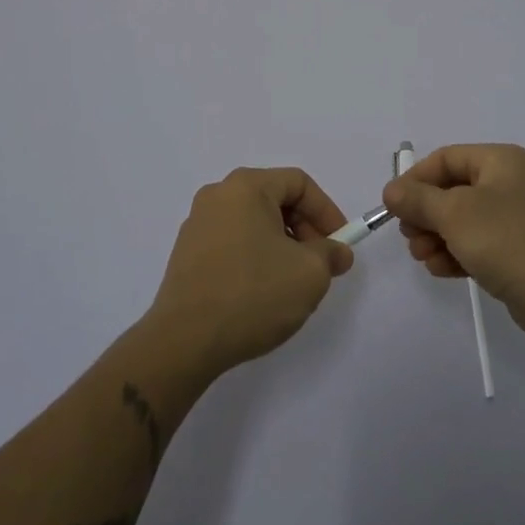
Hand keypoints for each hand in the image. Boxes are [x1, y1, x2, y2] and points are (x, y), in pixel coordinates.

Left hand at [146, 167, 353, 379]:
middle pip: (274, 200)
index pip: (299, 183)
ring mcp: (197, 225)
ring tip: (292, 283)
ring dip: (281, 246)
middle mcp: (218, 195)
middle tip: (320, 264)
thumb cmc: (252, 294)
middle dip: (304, 230)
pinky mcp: (186, 255)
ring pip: (254, 223)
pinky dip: (255, 258)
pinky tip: (261, 293)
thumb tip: (337, 252)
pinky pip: (232, 243)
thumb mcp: (309, 274)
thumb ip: (330, 254)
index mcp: (246, 186)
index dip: (326, 211)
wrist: (184, 341)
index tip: (340, 244)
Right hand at [383, 144, 524, 346]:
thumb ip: (418, 199)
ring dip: (436, 237)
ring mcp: (515, 219)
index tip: (393, 206)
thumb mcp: (454, 214)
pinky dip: (456, 253)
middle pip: (452, 190)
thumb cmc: (507, 240)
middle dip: (425, 213)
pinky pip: (477, 244)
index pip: (445, 158)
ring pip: (462, 220)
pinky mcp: (517, 251)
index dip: (415, 179)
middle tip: (409, 236)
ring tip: (422, 257)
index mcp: (499, 161)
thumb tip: (391, 190)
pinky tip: (441, 270)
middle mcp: (508, 183)